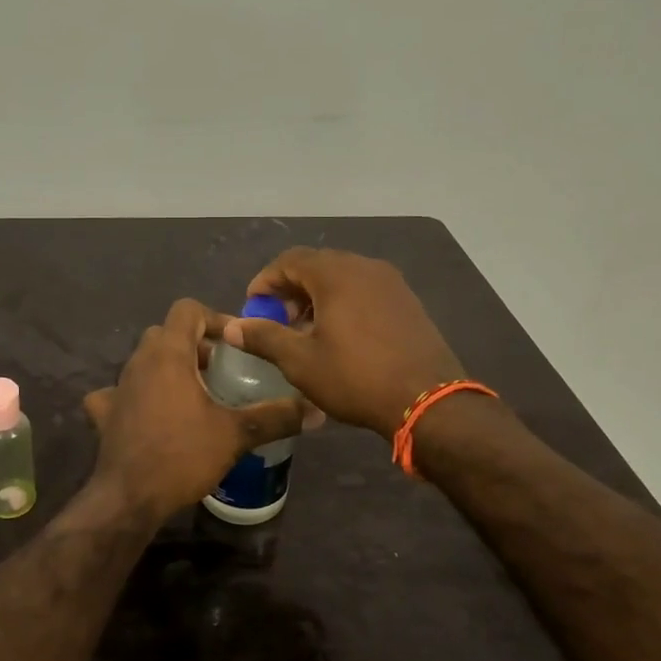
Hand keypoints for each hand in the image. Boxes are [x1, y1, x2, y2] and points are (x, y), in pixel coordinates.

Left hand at [84, 298, 307, 522]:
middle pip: (166, 333)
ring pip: (145, 361)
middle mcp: (138, 362)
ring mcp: (117, 387)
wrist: (129, 498)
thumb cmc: (183, 455)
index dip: (214, 318)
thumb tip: (316, 410)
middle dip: (194, 344)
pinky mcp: (105, 414)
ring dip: (169, 368)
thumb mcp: (236, 435)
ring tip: (196, 395)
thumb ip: (275, 417)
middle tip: (220, 370)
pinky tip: (150, 414)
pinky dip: (136, 396)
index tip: (235, 344)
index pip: (187, 309)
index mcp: (168, 354)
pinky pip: (120, 393)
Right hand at [223, 248, 465, 437]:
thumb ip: (264, 337)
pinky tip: (340, 336)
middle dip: (291, 289)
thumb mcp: (300, 361)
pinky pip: (365, 291)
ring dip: (317, 297)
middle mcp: (365, 267)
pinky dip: (344, 303)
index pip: (289, 260)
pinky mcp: (408, 302)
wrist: (428, 400)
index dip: (266, 281)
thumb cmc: (356, 378)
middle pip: (317, 265)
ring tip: (306, 331)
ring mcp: (391, 283)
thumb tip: (233, 326)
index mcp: (336, 274)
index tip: (253, 307)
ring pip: (343, 278)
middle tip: (277, 320)